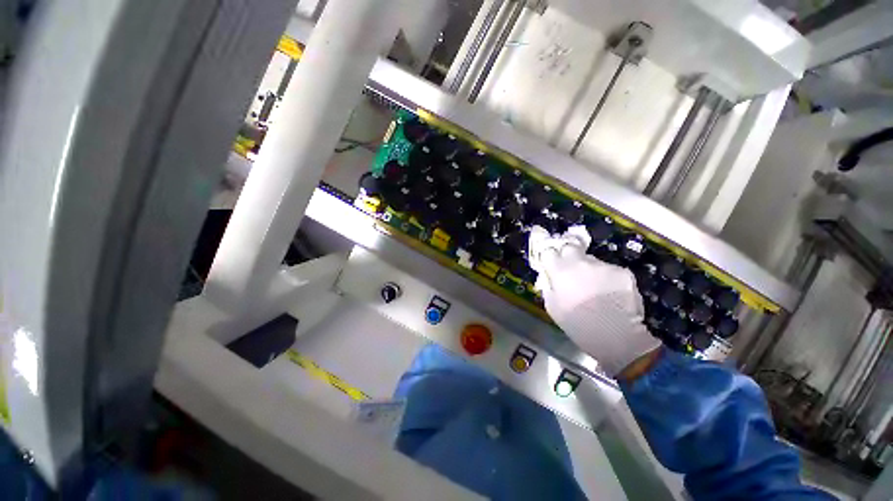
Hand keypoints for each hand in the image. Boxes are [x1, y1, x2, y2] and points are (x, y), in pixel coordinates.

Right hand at [528, 225, 660, 376]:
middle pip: (569, 246)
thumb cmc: (577, 324)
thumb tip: (549, 274)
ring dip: (588, 268)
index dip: (547, 252)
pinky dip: (606, 277)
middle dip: (567, 253)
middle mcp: (580, 262)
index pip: (548, 250)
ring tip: (594, 287)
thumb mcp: (552, 307)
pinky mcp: (621, 271)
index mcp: (560, 270)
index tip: (548, 256)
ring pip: (591, 260)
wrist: (615, 336)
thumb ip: (548, 285)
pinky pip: (608, 269)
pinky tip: (609, 292)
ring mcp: (603, 265)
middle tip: (570, 267)